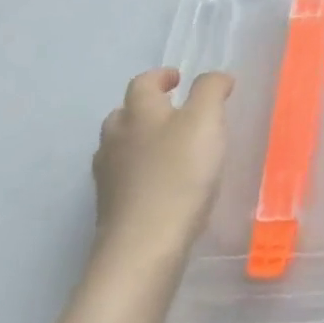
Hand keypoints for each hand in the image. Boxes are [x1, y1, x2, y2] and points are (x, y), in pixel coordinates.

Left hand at [91, 69, 232, 274]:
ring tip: (168, 149)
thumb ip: (211, 90)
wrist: (144, 246)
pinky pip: (123, 178)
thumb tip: (214, 77)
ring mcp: (108, 176)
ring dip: (139, 141)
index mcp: (139, 113)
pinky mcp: (110, 208)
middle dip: (146, 109)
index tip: (179, 79)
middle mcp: (116, 139)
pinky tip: (160, 185)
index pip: (143, 82)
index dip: (161, 76)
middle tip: (174, 114)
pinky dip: (138, 173)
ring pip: (119, 147)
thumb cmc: (179, 174)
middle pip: (124, 114)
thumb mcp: (206, 120)